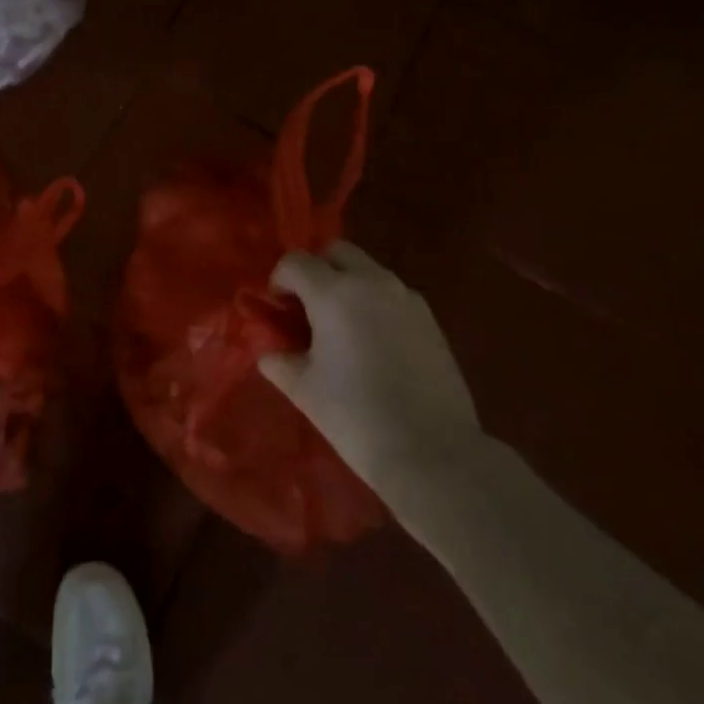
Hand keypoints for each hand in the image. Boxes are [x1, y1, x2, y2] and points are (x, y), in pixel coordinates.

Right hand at [259, 242, 481, 505]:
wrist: (433, 452)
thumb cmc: (356, 417)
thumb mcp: (304, 390)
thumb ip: (280, 361)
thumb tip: (270, 351)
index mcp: (334, 293)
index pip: (295, 262)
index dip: (279, 280)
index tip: (278, 309)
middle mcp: (371, 282)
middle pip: (336, 251)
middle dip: (317, 270)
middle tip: (308, 309)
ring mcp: (405, 297)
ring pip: (368, 270)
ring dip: (348, 285)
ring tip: (342, 329)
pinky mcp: (429, 318)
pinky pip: (392, 294)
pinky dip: (375, 304)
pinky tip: (374, 345)